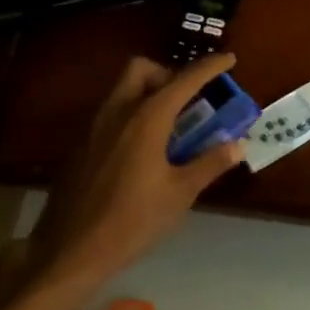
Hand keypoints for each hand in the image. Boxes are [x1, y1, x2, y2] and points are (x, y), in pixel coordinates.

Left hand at [29, 54, 247, 285]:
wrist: (71, 250)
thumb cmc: (133, 220)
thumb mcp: (180, 193)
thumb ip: (210, 163)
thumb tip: (237, 144)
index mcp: (146, 119)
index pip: (183, 80)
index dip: (209, 67)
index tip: (228, 59)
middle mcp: (117, 113)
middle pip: (141, 70)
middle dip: (167, 73)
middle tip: (188, 100)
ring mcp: (93, 128)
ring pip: (122, 91)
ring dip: (148, 94)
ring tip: (171, 128)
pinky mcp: (80, 147)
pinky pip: (110, 115)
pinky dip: (132, 117)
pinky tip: (143, 153)